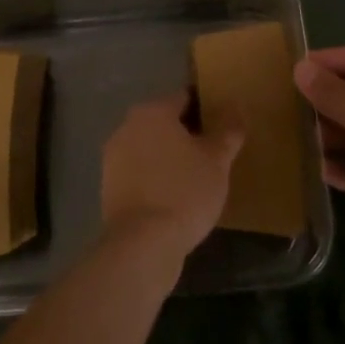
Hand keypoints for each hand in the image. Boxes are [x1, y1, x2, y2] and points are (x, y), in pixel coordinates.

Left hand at [99, 92, 244, 264]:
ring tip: (194, 179)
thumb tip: (236, 105)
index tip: (222, 128)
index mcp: (153, 111)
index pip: (184, 98)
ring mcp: (113, 157)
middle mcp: (128, 125)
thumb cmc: (184, 192)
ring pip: (150, 148)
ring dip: (168, 157)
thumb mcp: (217, 160)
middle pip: (164, 122)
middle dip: (186, 134)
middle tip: (212, 155)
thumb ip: (228, 130)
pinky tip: (173, 198)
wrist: (142, 245)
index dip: (205, 110)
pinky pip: (139, 173)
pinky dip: (154, 178)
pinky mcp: (108, 187)